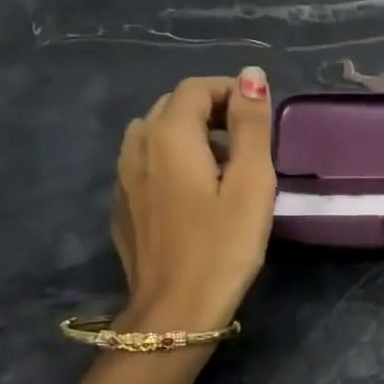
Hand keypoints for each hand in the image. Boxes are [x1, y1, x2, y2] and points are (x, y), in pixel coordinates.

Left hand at [111, 68, 275, 330]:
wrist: (175, 310)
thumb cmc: (223, 246)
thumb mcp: (251, 183)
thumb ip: (251, 126)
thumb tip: (252, 74)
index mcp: (169, 135)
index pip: (196, 88)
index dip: (231, 91)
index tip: (260, 115)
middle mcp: (137, 146)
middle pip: (173, 106)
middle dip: (211, 110)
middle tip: (248, 140)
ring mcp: (123, 177)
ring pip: (155, 133)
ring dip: (189, 134)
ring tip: (222, 165)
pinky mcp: (122, 205)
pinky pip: (145, 163)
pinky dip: (171, 160)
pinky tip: (193, 193)